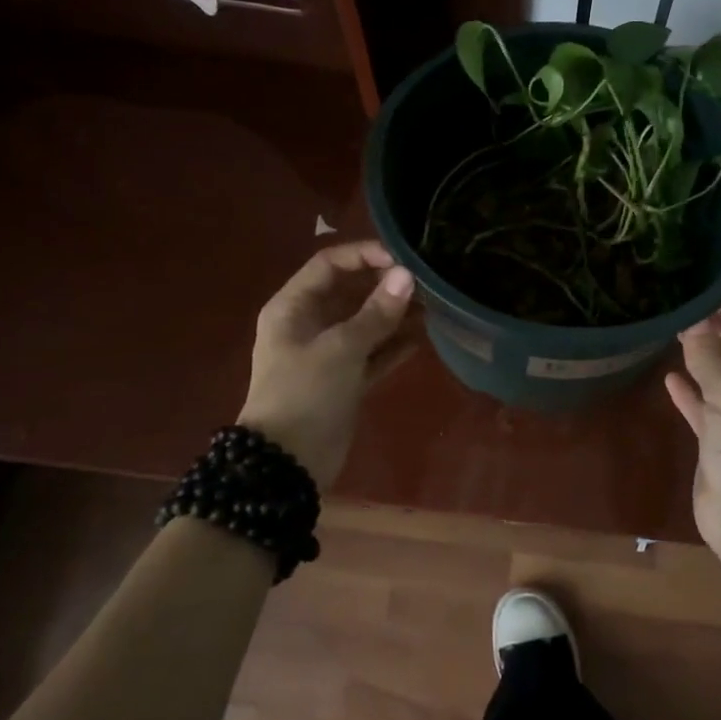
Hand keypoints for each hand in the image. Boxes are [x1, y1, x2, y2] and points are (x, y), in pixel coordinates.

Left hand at [237, 242, 417, 487]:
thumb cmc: (305, 393)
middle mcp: (309, 324)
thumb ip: (376, 312)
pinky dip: (394, 345)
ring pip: (366, 323)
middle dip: (386, 286)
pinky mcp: (345, 379)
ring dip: (396, 315)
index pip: (329, 264)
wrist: (286, 464)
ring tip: (433, 308)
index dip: (364, 255)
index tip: (401, 260)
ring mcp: (328, 353)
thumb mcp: (341, 348)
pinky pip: (373, 353)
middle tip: (425, 284)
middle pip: (351, 291)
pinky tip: (424, 337)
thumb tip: (407, 276)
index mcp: (293, 307)